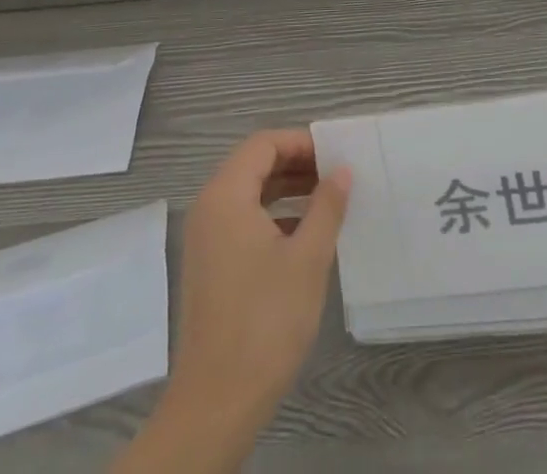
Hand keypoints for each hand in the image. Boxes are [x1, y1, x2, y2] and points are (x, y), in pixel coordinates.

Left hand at [163, 130, 350, 438]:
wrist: (216, 405)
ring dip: (286, 190)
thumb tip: (341, 170)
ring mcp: (206, 240)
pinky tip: (304, 235)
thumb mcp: (308, 257)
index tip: (335, 155)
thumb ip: (327, 205)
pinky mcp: (210, 267)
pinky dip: (273, 215)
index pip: (263, 144)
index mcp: (225, 196)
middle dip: (296, 164)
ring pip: (249, 194)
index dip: (301, 143)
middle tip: (335, 175)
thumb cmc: (265, 321)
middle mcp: (209, 209)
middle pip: (253, 165)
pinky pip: (242, 220)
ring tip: (327, 200)